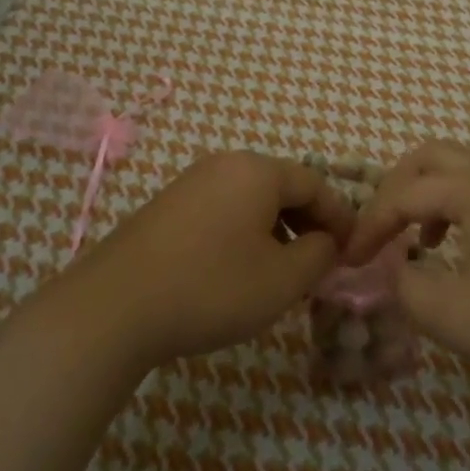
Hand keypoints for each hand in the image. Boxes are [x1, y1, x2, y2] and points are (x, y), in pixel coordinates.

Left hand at [68, 152, 353, 370]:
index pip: (315, 183)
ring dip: (276, 229)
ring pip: (250, 199)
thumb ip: (318, 255)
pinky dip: (244, 232)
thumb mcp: (282, 279)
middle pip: (282, 186)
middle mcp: (225, 164)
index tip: (353, 250)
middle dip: (308, 222)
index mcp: (257, 170)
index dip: (340, 216)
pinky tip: (239, 268)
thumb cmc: (212, 287)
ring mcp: (191, 182)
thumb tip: (326, 241)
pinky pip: (222, 209)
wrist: (116, 306)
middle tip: (321, 262)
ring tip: (283, 270)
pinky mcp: (167, 206)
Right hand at [347, 140, 469, 395]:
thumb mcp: (455, 317)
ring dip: (432, 195)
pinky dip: (463, 203)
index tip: (351, 259)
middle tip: (383, 228)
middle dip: (397, 188)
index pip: (403, 194)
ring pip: (464, 168)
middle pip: (431, 157)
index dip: (371, 225)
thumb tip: (396, 270)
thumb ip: (407, 289)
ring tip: (422, 241)